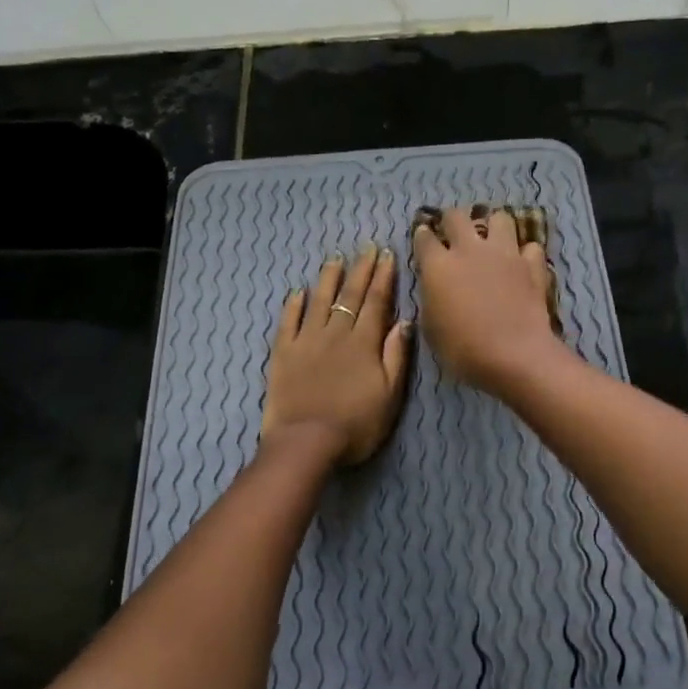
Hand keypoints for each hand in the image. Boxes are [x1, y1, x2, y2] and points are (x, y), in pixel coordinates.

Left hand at [262, 244, 412, 465]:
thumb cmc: (356, 425)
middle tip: (367, 247)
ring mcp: (306, 341)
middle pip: (350, 296)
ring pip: (319, 301)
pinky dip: (293, 305)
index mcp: (364, 343)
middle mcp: (336, 334)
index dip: (383, 277)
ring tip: (336, 259)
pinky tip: (297, 292)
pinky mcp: (283, 353)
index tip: (388, 255)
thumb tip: (405, 321)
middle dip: (361, 270)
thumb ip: (396, 356)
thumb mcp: (390, 395)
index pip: (376, 302)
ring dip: (328, 278)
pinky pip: (288, 322)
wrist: (307, 442)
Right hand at [412, 206, 564, 397]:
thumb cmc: (463, 349)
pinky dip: (525, 253)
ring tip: (492, 240)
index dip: (422, 236)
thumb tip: (435, 288)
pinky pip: (530, 247)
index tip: (423, 238)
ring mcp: (504, 253)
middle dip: (452, 220)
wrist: (514, 355)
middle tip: (453, 232)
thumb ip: (431, 299)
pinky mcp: (532, 265)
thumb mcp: (432, 329)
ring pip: (499, 218)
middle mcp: (469, 250)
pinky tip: (522, 264)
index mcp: (438, 265)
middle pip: (457, 216)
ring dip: (493, 226)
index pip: (424, 237)